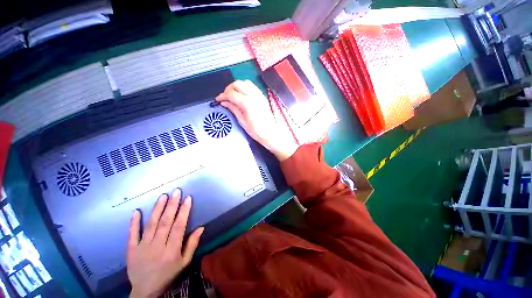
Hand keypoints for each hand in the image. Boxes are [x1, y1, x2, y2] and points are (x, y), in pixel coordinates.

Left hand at [127, 189, 203, 297]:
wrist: (145, 290)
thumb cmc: (168, 274)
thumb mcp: (184, 263)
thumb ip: (192, 245)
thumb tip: (201, 227)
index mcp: (172, 250)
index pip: (179, 227)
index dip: (184, 211)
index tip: (188, 198)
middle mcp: (157, 246)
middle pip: (165, 223)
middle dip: (172, 205)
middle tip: (176, 191)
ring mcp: (142, 247)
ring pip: (151, 225)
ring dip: (157, 209)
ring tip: (163, 196)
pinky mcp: (131, 249)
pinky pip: (132, 234)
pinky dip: (134, 222)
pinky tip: (136, 211)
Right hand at [216, 80, 297, 160]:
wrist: (271, 133)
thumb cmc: (256, 131)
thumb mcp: (242, 121)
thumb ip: (233, 109)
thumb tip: (224, 102)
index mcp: (247, 103)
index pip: (231, 94)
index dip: (222, 95)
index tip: (218, 99)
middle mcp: (254, 95)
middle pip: (237, 84)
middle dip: (229, 89)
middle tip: (225, 97)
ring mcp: (259, 95)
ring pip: (245, 82)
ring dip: (237, 86)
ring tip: (233, 95)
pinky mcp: (263, 96)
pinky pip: (252, 86)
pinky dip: (245, 87)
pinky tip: (242, 95)